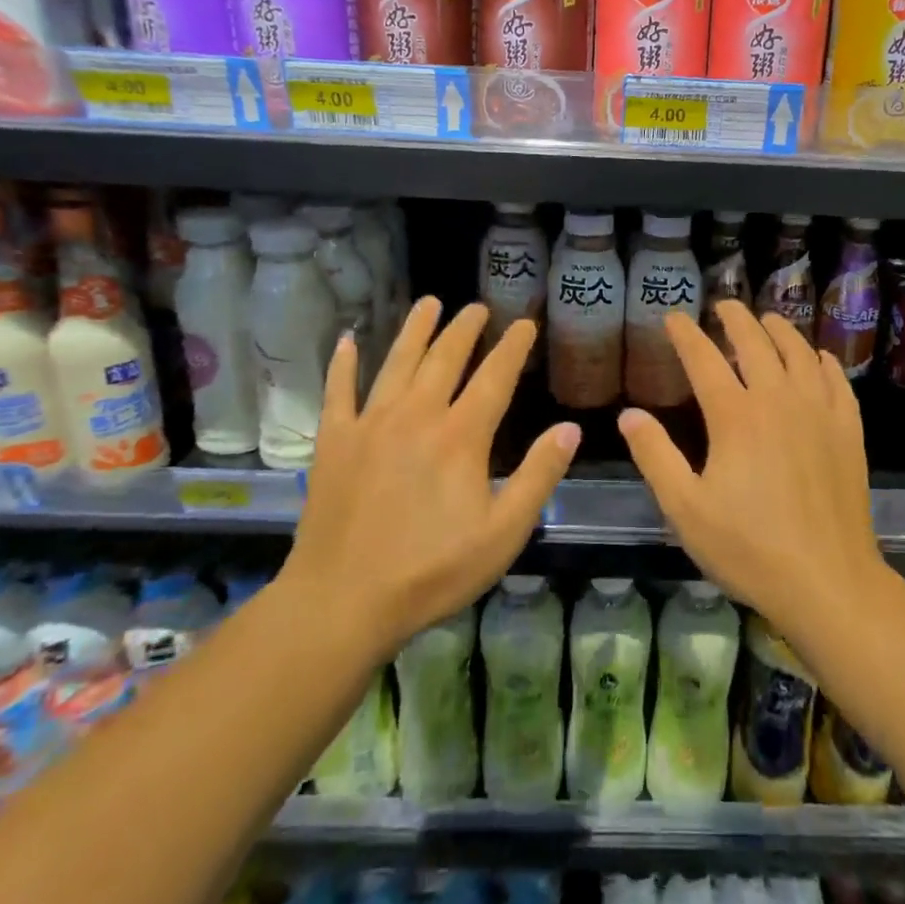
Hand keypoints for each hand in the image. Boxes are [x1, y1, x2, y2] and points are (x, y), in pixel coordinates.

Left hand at [280, 298, 580, 656]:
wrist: (342, 601)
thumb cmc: (432, 571)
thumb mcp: (504, 532)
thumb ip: (539, 476)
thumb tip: (570, 428)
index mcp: (461, 436)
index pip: (495, 378)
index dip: (513, 347)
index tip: (525, 323)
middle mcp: (416, 416)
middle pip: (445, 359)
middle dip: (465, 329)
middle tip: (477, 307)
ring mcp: (369, 425)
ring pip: (397, 363)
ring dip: (415, 330)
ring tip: (429, 303)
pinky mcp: (334, 442)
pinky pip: (338, 392)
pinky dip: (344, 364)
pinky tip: (348, 341)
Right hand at [616, 300, 885, 643]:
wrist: (827, 580)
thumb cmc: (748, 547)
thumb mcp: (685, 508)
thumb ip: (655, 456)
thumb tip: (629, 415)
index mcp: (735, 416)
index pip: (704, 359)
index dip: (686, 334)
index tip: (673, 317)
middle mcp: (779, 400)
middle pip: (756, 342)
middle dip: (736, 318)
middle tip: (723, 306)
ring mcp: (819, 411)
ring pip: (799, 352)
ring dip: (780, 330)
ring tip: (768, 321)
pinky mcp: (848, 429)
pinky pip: (835, 379)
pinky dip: (821, 360)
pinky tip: (817, 358)